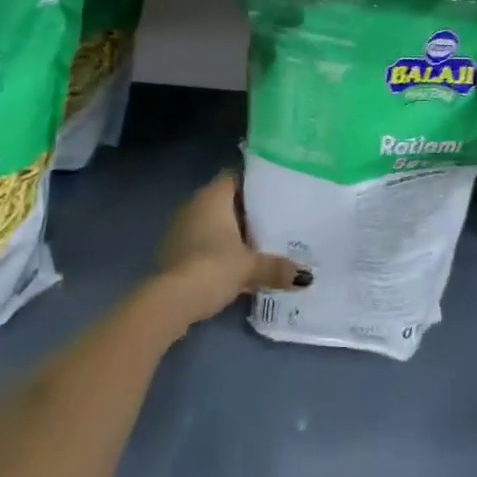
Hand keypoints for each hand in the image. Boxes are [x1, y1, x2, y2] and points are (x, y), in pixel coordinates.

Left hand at [153, 172, 308, 327]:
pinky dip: (217, 248)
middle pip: (226, 199)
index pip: (236, 176)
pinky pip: (202, 241)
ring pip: (213, 222)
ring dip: (231, 231)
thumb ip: (277, 267)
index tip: (276, 190)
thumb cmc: (213, 267)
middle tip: (275, 217)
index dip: (255, 182)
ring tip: (259, 241)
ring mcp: (181, 228)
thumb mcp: (250, 267)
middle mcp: (194, 204)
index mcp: (213, 195)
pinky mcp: (174, 251)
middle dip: (246, 210)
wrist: (171, 301)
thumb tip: (305, 277)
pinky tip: (234, 263)